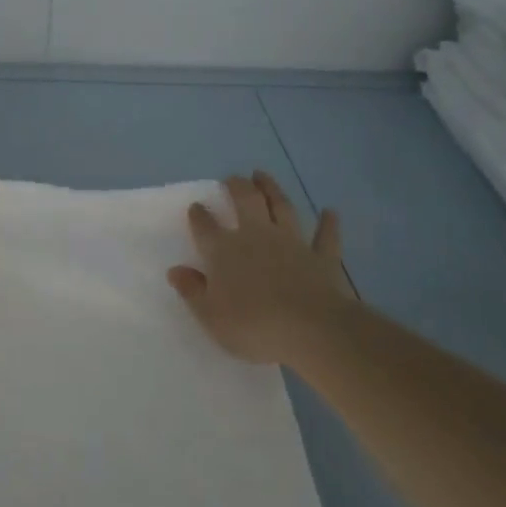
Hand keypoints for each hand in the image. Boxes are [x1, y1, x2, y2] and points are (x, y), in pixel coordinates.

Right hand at [168, 171, 357, 364]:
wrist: (311, 330)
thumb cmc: (253, 326)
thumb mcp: (211, 317)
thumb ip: (192, 291)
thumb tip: (175, 270)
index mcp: (224, 251)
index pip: (205, 226)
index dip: (199, 215)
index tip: (196, 206)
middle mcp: (256, 236)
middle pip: (245, 201)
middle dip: (236, 186)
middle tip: (232, 178)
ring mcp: (292, 242)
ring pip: (281, 207)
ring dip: (272, 189)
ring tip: (263, 175)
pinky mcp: (321, 256)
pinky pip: (326, 236)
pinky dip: (328, 223)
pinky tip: (330, 212)